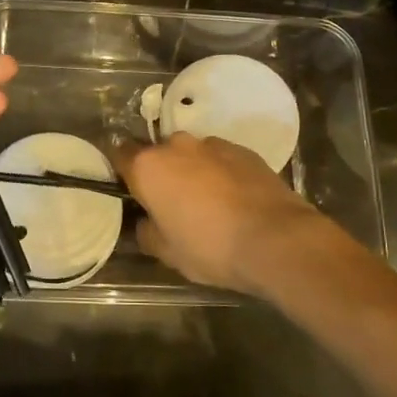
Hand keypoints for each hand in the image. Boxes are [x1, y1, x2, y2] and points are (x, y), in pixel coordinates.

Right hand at [112, 133, 339, 295]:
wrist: (276, 239)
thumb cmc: (210, 247)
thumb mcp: (166, 253)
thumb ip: (147, 231)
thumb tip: (147, 221)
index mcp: (148, 166)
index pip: (119, 155)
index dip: (121, 173)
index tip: (130, 192)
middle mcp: (177, 145)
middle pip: (158, 154)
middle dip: (161, 174)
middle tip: (171, 204)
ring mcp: (214, 144)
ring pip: (192, 155)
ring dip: (193, 172)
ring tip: (208, 204)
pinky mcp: (245, 150)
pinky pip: (221, 159)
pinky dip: (221, 174)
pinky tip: (234, 201)